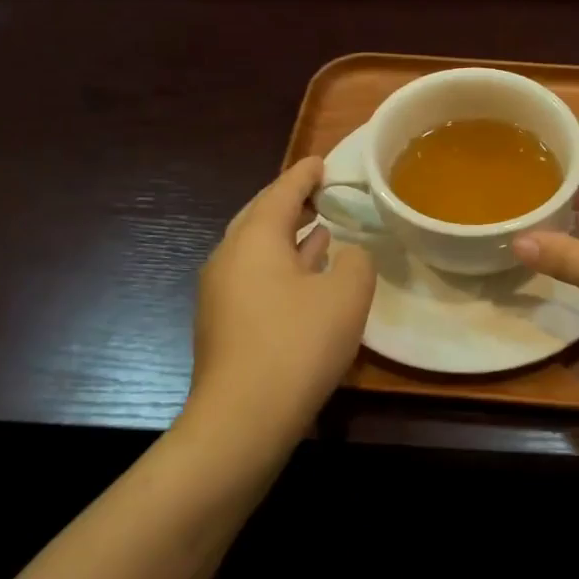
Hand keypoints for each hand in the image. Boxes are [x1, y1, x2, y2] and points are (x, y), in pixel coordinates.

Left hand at [184, 157, 376, 446]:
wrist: (244, 417)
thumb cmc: (299, 344)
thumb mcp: (347, 295)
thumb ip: (357, 261)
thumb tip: (348, 252)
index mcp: (255, 239)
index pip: (282, 192)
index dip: (305, 174)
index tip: (322, 161)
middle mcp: (230, 257)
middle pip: (261, 217)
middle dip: (291, 202)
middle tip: (320, 192)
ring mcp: (221, 293)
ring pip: (257, 250)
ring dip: (288, 237)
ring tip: (320, 229)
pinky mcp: (225, 324)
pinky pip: (256, 277)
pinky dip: (282, 266)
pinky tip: (304, 278)